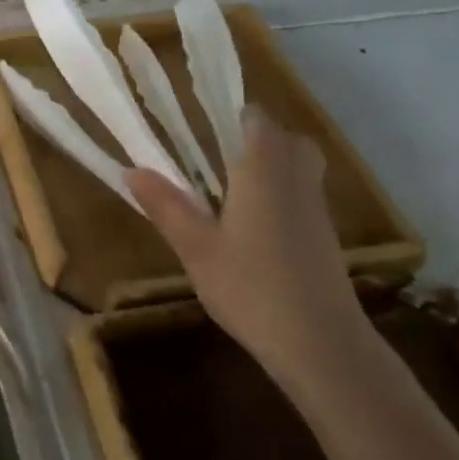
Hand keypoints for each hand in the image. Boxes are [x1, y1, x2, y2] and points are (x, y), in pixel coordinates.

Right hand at [126, 108, 368, 385]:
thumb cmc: (251, 287)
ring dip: (274, 164)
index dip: (233, 115)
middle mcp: (296, 179)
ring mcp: (317, 209)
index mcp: (262, 171)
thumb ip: (166, 206)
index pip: (257, 120)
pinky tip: (254, 224)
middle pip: (288, 138)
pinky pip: (305, 194)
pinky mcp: (326, 237)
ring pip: (302, 166)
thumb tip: (132, 170)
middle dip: (259, 137)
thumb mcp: (196, 248)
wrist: (322, 344)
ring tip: (232, 186)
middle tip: (219, 153)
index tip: (202, 123)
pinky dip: (284, 193)